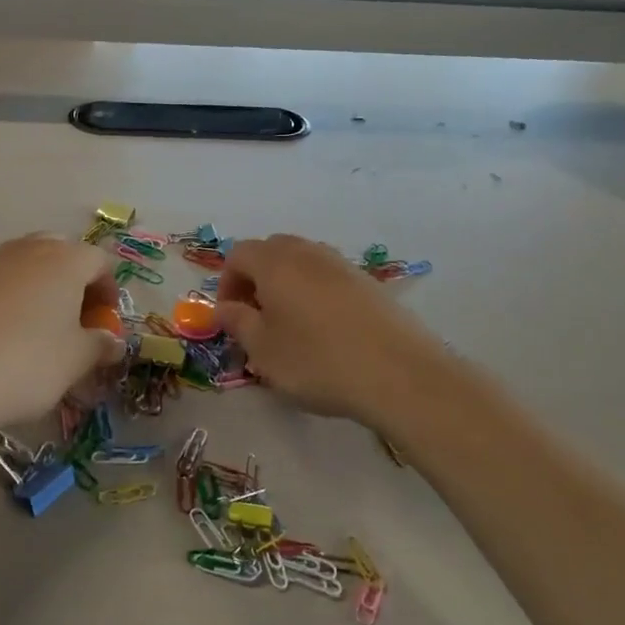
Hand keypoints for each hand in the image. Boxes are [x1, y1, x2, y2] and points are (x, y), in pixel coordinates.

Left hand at [0, 235, 122, 436]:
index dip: (109, 292)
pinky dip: (9, 304)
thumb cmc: (21, 364)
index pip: (101, 261)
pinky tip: (0, 342)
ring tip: (38, 336)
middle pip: (62, 255)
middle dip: (75, 285)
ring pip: (27, 268)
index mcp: (64, 259)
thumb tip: (111, 341)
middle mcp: (27, 249)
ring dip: (41, 293)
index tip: (105, 326)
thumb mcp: (74, 362)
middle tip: (74, 324)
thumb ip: (100, 346)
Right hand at [218, 235, 446, 426]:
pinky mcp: (370, 283)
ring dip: (287, 285)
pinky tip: (326, 330)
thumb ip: (238, 323)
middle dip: (256, 279)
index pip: (238, 254)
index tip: (230, 317)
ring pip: (303, 262)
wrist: (399, 373)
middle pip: (272, 251)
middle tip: (256, 318)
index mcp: (276, 263)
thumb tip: (225, 308)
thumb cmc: (318, 361)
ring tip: (291, 326)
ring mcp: (344, 265)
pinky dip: (316, 293)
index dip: (226, 283)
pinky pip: (330, 277)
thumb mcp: (264, 350)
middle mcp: (309, 253)